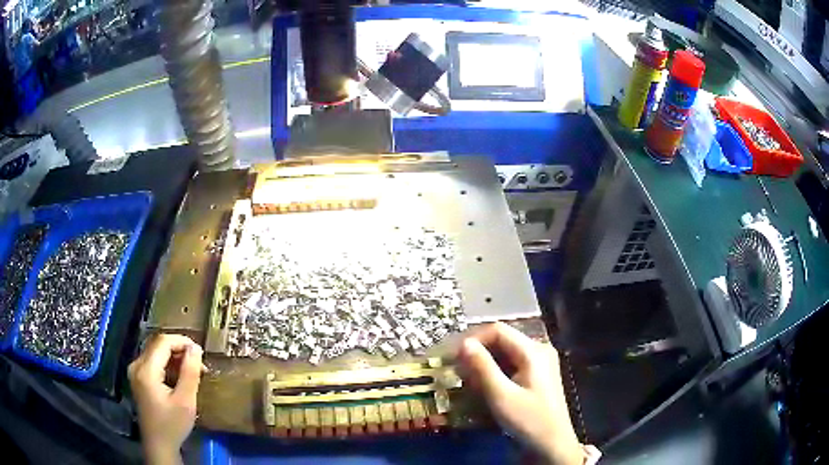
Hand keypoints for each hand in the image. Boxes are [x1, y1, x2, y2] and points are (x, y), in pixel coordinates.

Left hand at [128, 334, 202, 464]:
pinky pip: (153, 361)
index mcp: (146, 370)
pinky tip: (179, 377)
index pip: (163, 342)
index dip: (182, 341)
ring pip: (156, 352)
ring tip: (192, 371)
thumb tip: (196, 348)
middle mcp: (136, 365)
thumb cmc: (173, 425)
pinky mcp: (138, 378)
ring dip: (174, 357)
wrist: (159, 444)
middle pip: (158, 345)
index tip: (200, 352)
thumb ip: (190, 372)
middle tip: (199, 364)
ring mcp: (135, 371)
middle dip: (179, 350)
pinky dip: (167, 364)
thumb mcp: (186, 401)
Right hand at [457, 323, 583, 464]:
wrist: (551, 444)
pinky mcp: (537, 376)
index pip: (498, 330)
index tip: (453, 356)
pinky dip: (495, 372)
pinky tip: (483, 386)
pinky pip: (511, 365)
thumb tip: (464, 343)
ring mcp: (539, 363)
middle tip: (457, 369)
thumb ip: (482, 367)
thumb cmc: (527, 420)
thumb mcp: (501, 395)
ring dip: (484, 363)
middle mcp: (538, 350)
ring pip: (505, 353)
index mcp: (533, 351)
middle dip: (478, 352)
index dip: (474, 339)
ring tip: (467, 379)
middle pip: (502, 340)